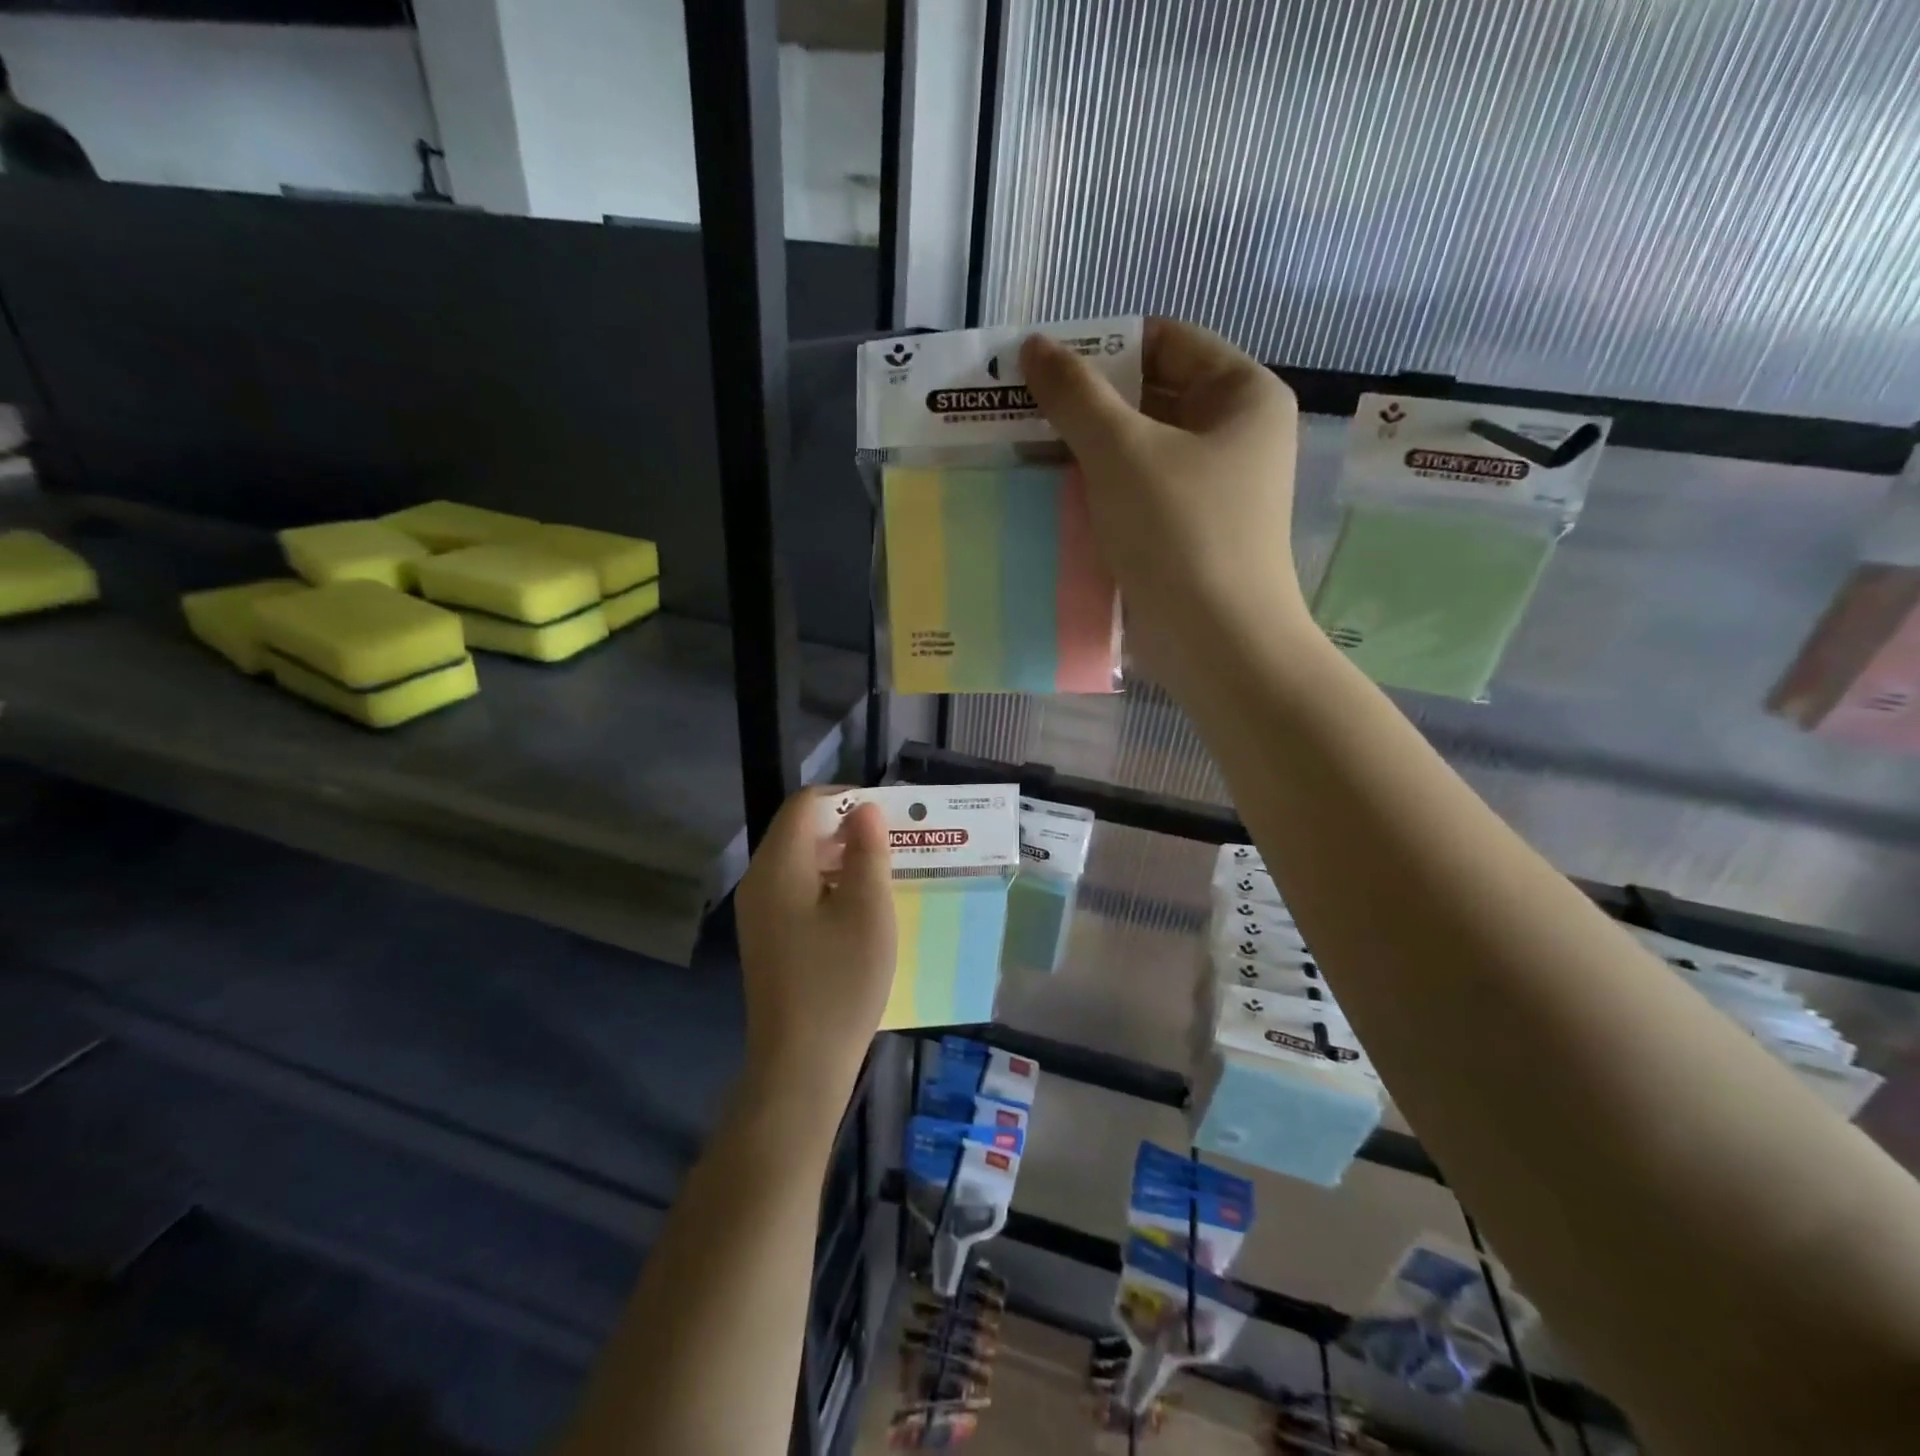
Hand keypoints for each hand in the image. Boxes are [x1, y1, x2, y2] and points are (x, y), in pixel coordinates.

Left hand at [734, 790, 895, 1099]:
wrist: (800, 1062)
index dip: (844, 798)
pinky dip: (826, 883)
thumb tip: (865, 810)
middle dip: (844, 827)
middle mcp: (759, 881)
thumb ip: (868, 851)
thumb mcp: (868, 909)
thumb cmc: (840, 980)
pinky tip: (857, 907)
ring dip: (837, 856)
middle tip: (890, 842)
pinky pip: (794, 889)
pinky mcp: (766, 937)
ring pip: (797, 860)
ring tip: (881, 871)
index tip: (885, 815)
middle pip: (797, 830)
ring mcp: (758, 911)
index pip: (804, 805)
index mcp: (778, 866)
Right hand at [1021, 319, 1305, 689]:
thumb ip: (1075, 395)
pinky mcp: (1186, 534)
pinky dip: (1096, 493)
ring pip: (1136, 452)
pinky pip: (1135, 495)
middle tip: (1019, 412)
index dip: (1101, 346)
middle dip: (1083, 405)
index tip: (1040, 366)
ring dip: (1082, 452)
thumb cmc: (1180, 533)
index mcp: (1241, 395)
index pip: (1165, 342)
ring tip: (1021, 453)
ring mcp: (1210, 489)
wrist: (1217, 643)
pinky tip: (1049, 498)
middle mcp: (1233, 435)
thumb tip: (1034, 346)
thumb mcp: (1122, 452)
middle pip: (1148, 398)